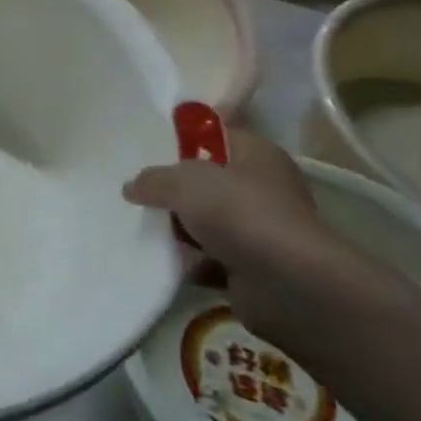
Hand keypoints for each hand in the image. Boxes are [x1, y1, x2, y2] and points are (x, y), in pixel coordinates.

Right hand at [123, 132, 366, 336]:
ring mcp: (258, 229)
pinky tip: (159, 260)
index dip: (182, 140)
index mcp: (256, 155)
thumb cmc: (240, 214)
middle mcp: (262, 188)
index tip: (147, 150)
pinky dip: (187, 261)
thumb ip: (153, 179)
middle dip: (173, 190)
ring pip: (204, 222)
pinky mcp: (250, 265)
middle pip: (206, 182)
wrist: (287, 284)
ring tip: (139, 228)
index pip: (215, 136)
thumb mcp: (184, 182)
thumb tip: (133, 187)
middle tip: (137, 192)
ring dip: (177, 229)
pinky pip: (207, 257)